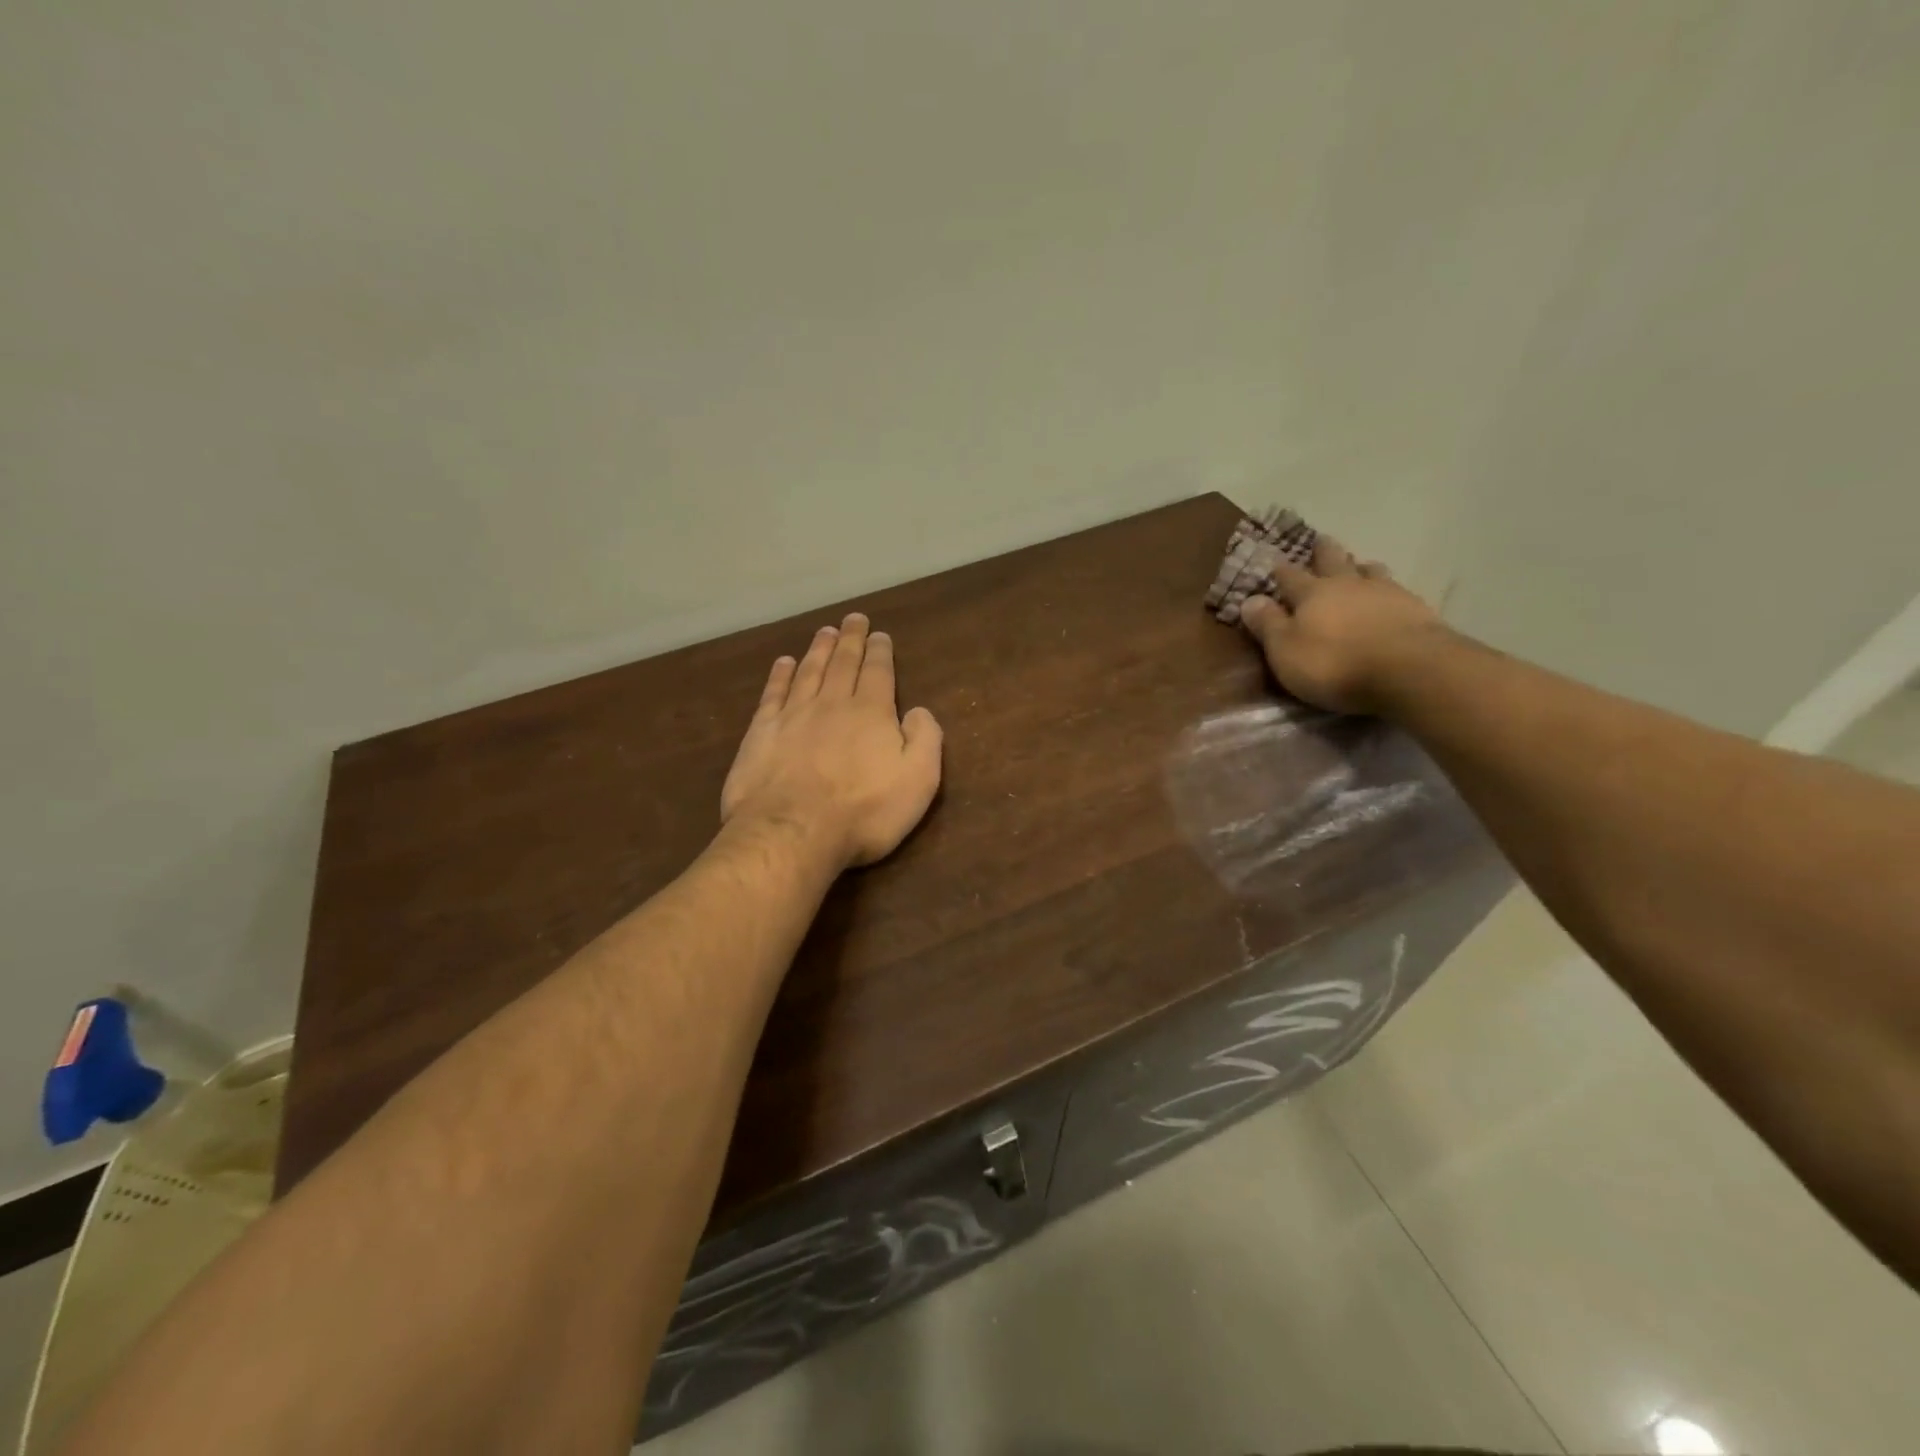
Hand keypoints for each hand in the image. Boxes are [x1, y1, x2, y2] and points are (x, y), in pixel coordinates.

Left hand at [721, 613, 943, 868]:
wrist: (794, 832)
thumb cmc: (864, 811)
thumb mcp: (918, 780)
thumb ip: (925, 739)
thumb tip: (918, 711)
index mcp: (871, 713)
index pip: (878, 672)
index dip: (880, 652)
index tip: (880, 635)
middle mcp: (832, 704)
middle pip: (843, 663)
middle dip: (851, 640)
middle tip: (853, 619)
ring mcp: (793, 716)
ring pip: (809, 672)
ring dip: (818, 649)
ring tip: (824, 631)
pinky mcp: (762, 733)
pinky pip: (773, 694)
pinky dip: (780, 676)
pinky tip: (783, 663)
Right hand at [1238, 537, 1444, 714]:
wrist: (1409, 670)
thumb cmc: (1334, 664)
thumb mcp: (1285, 651)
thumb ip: (1268, 625)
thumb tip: (1249, 600)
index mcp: (1311, 594)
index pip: (1290, 577)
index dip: (1281, 571)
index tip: (1274, 562)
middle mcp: (1347, 585)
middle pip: (1333, 561)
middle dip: (1324, 552)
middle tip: (1321, 541)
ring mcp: (1385, 593)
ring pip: (1369, 571)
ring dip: (1361, 567)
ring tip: (1359, 565)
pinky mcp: (1416, 609)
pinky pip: (1397, 590)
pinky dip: (1388, 589)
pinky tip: (1391, 595)